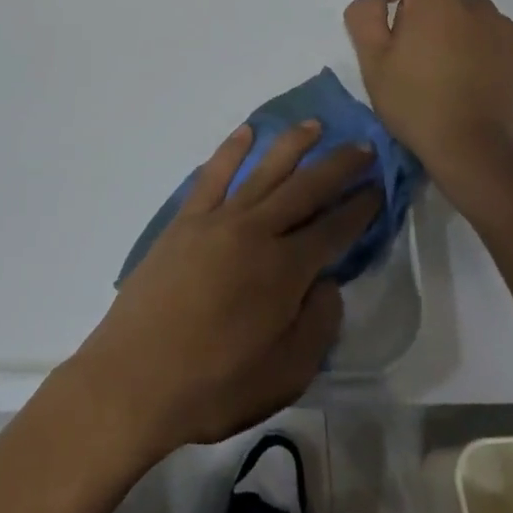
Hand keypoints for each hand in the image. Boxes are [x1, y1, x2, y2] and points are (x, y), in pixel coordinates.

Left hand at [68, 121, 380, 459]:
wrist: (133, 379)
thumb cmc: (214, 386)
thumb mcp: (287, 376)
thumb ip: (318, 325)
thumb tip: (328, 283)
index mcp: (285, 270)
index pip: (334, 229)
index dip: (360, 207)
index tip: (379, 187)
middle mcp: (256, 232)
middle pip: (305, 188)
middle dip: (338, 166)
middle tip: (363, 147)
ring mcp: (217, 220)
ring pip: (263, 171)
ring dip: (292, 145)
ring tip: (314, 126)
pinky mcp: (185, 221)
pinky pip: (212, 175)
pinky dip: (231, 150)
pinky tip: (246, 132)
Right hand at [344, 0, 512, 182]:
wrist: (474, 151)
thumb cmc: (415, 103)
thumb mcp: (371, 62)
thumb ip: (364, 16)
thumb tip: (379, 1)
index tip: (393, 9)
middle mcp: (474, 3)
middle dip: (422, 15)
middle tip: (412, 61)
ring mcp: (504, 28)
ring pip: (466, 16)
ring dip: (451, 33)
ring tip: (444, 78)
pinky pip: (492, 37)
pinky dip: (478, 51)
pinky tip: (470, 86)